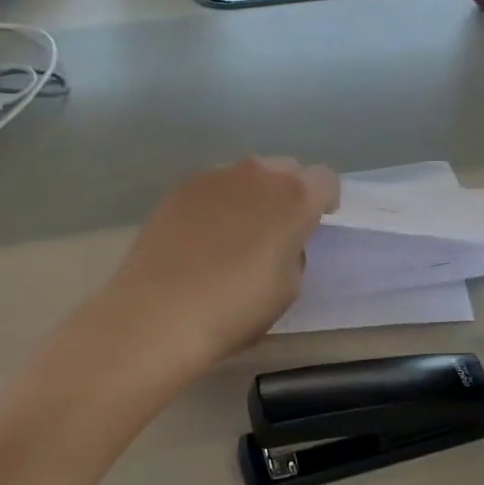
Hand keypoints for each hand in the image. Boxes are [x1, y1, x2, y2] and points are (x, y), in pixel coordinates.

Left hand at [103, 156, 338, 372]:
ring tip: (236, 236)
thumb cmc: (235, 308)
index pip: (326, 180)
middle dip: (289, 193)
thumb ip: (293, 254)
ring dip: (252, 196)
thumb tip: (279, 243)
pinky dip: (217, 205)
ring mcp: (212, 177)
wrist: (158, 315)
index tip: (316, 226)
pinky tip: (203, 239)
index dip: (325, 202)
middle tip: (278, 230)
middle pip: (286, 169)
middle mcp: (255, 174)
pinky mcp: (176, 189)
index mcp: (293, 197)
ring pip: (246, 176)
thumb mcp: (288, 289)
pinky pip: (212, 189)